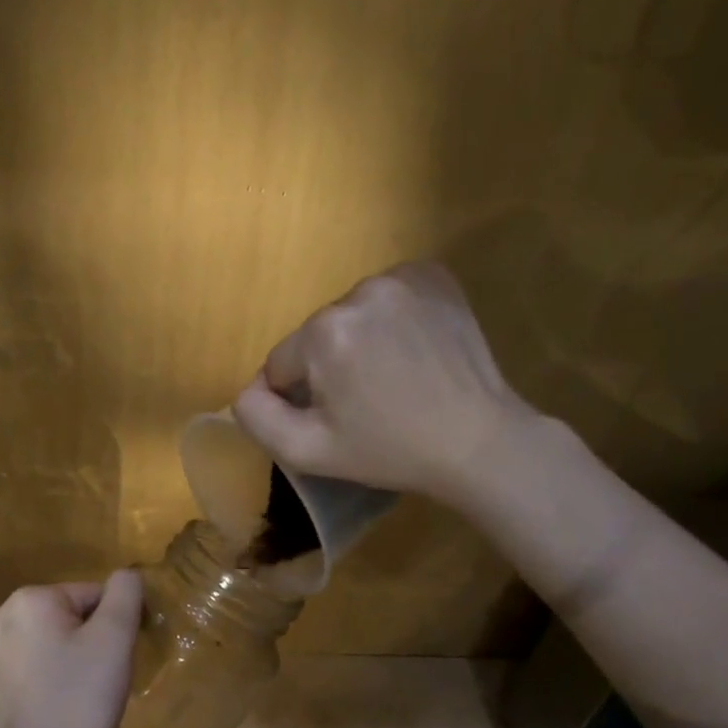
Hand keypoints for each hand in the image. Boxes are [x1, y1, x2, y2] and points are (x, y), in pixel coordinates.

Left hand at [0, 572, 143, 727]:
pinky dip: (50, 681)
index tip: (118, 658)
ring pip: (49, 643)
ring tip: (82, 696)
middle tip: (103, 678)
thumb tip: (125, 574)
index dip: (114, 625)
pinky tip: (60, 708)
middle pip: (67, 617)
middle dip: (90, 641)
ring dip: (70, 660)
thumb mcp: (115, 638)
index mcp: (28, 600)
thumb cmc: (80, 698)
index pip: (91, 595)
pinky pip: (31, 669)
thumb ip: (125, 594)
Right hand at [232, 262, 536, 502]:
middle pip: (316, 336)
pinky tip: (411, 348)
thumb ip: (257, 417)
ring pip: (350, 314)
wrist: (478, 441)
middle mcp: (357, 293)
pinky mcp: (433, 275)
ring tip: (393, 375)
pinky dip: (391, 318)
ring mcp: (400, 278)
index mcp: (322, 334)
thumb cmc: (389, 451)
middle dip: (330, 366)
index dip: (300, 397)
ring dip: (360, 340)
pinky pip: (387, 295)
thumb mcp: (308, 451)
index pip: (281, 364)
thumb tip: (249, 388)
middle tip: (367, 401)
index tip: (335, 418)